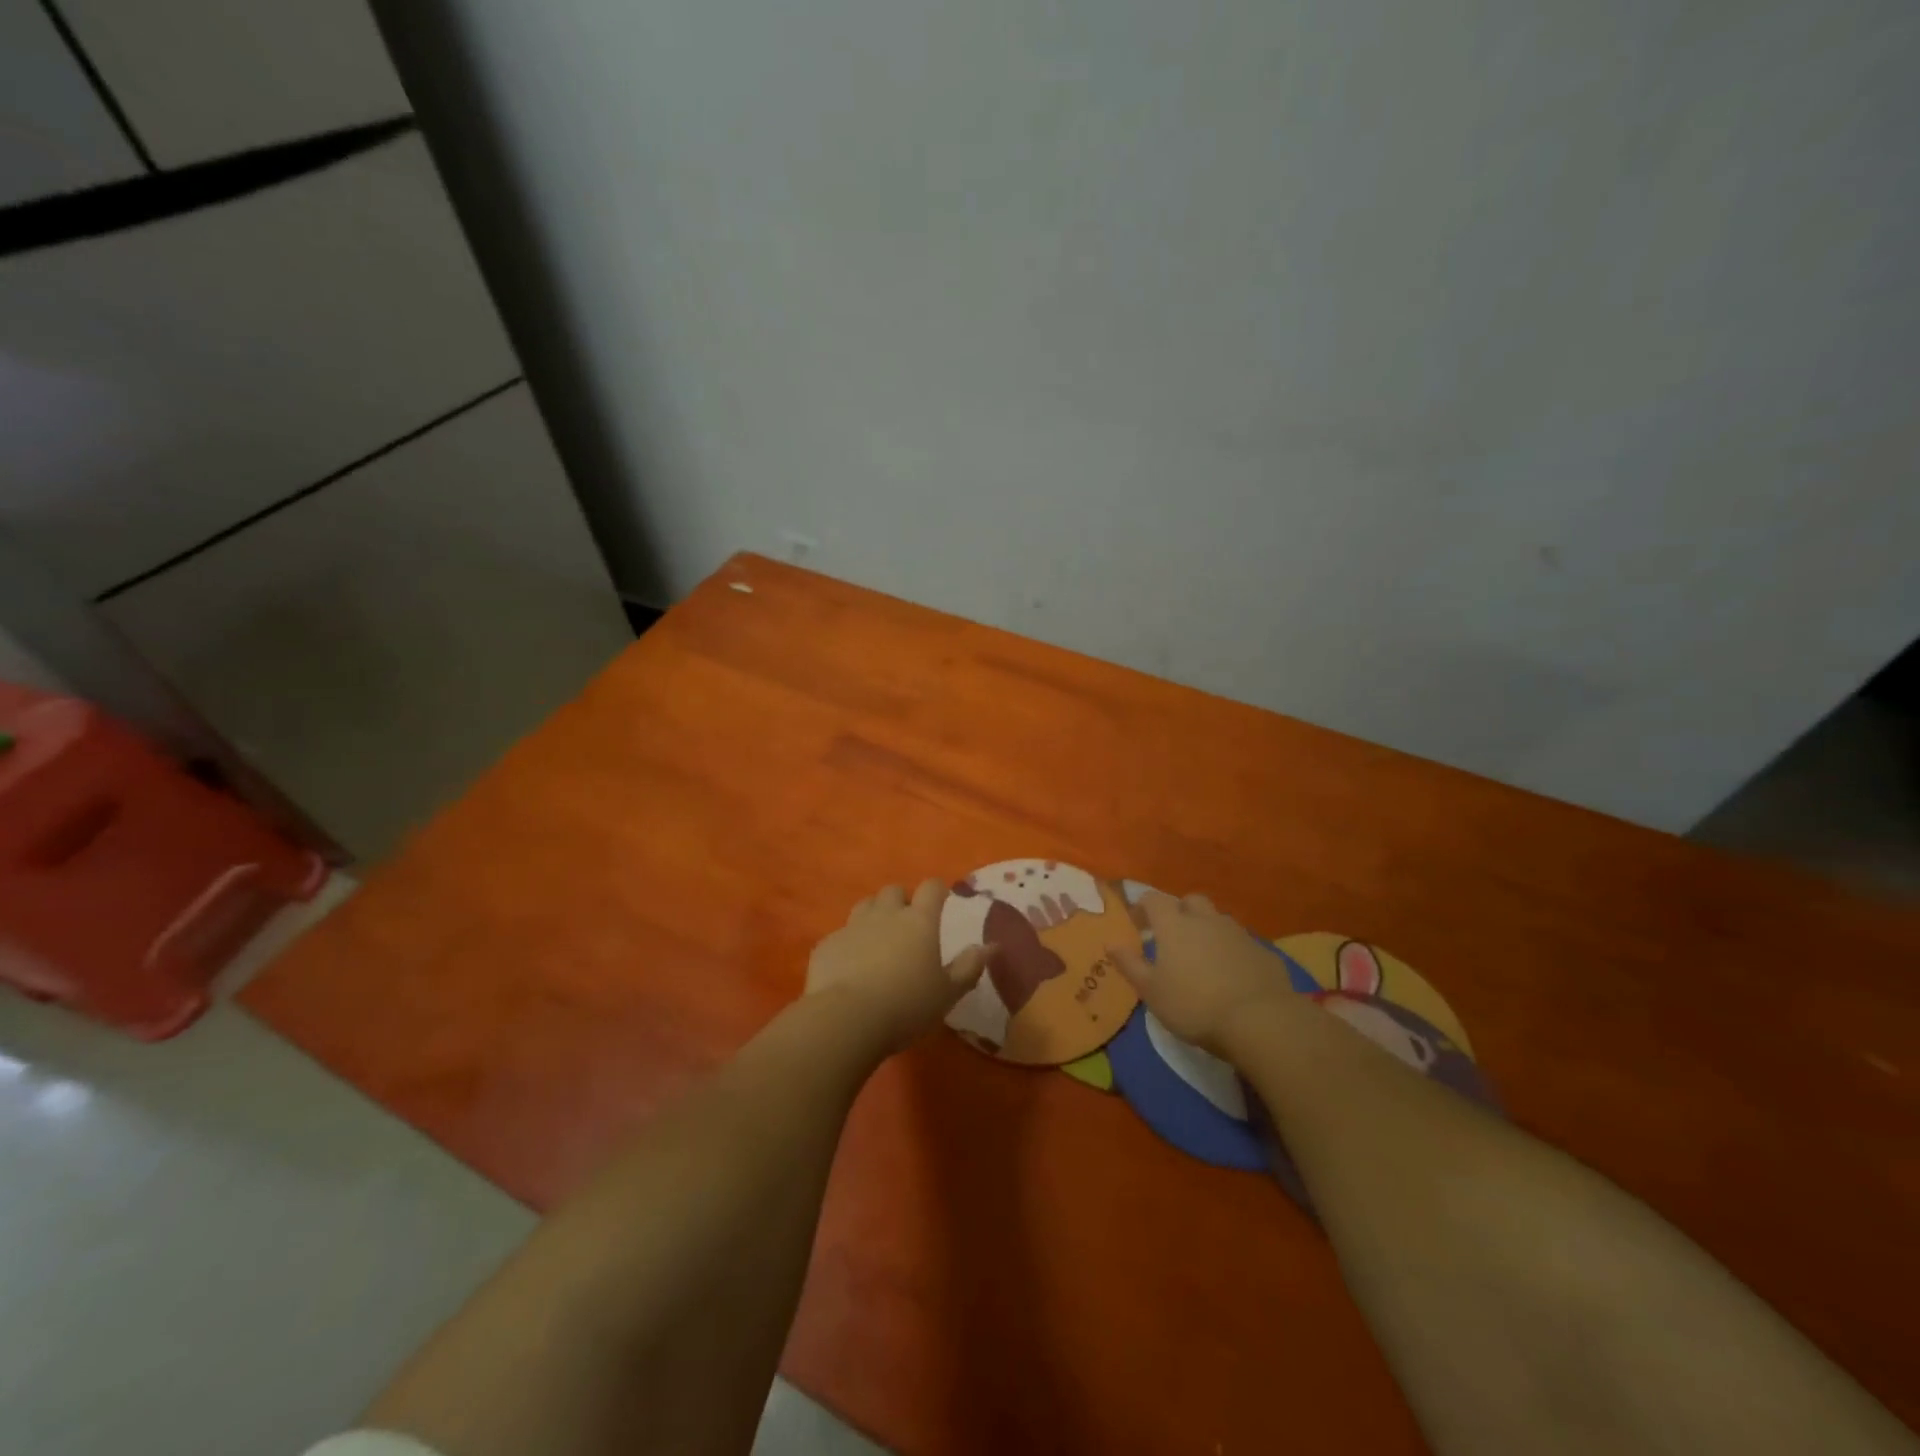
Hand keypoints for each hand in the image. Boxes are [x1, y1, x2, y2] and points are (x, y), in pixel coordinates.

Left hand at [807, 881, 992, 1052]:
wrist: (846, 1019)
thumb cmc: (907, 1005)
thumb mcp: (948, 993)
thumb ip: (970, 966)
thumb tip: (991, 946)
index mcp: (919, 921)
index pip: (931, 888)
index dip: (938, 890)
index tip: (942, 900)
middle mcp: (885, 915)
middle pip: (893, 891)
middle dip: (901, 901)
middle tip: (907, 925)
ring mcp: (852, 926)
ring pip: (864, 906)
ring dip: (873, 915)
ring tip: (878, 939)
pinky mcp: (826, 944)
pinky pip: (840, 935)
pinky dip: (849, 943)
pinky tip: (850, 966)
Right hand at [1108, 892, 1297, 1057]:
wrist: (1260, 1021)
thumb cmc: (1194, 1005)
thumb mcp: (1151, 991)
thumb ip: (1129, 964)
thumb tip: (1110, 943)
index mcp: (1175, 925)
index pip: (1154, 900)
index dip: (1143, 907)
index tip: (1137, 924)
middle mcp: (1206, 920)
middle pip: (1191, 901)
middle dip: (1180, 911)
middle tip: (1173, 936)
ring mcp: (1238, 934)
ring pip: (1218, 920)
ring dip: (1207, 930)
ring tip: (1203, 958)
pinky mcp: (1264, 952)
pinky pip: (1242, 943)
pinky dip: (1233, 952)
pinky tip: (1232, 976)